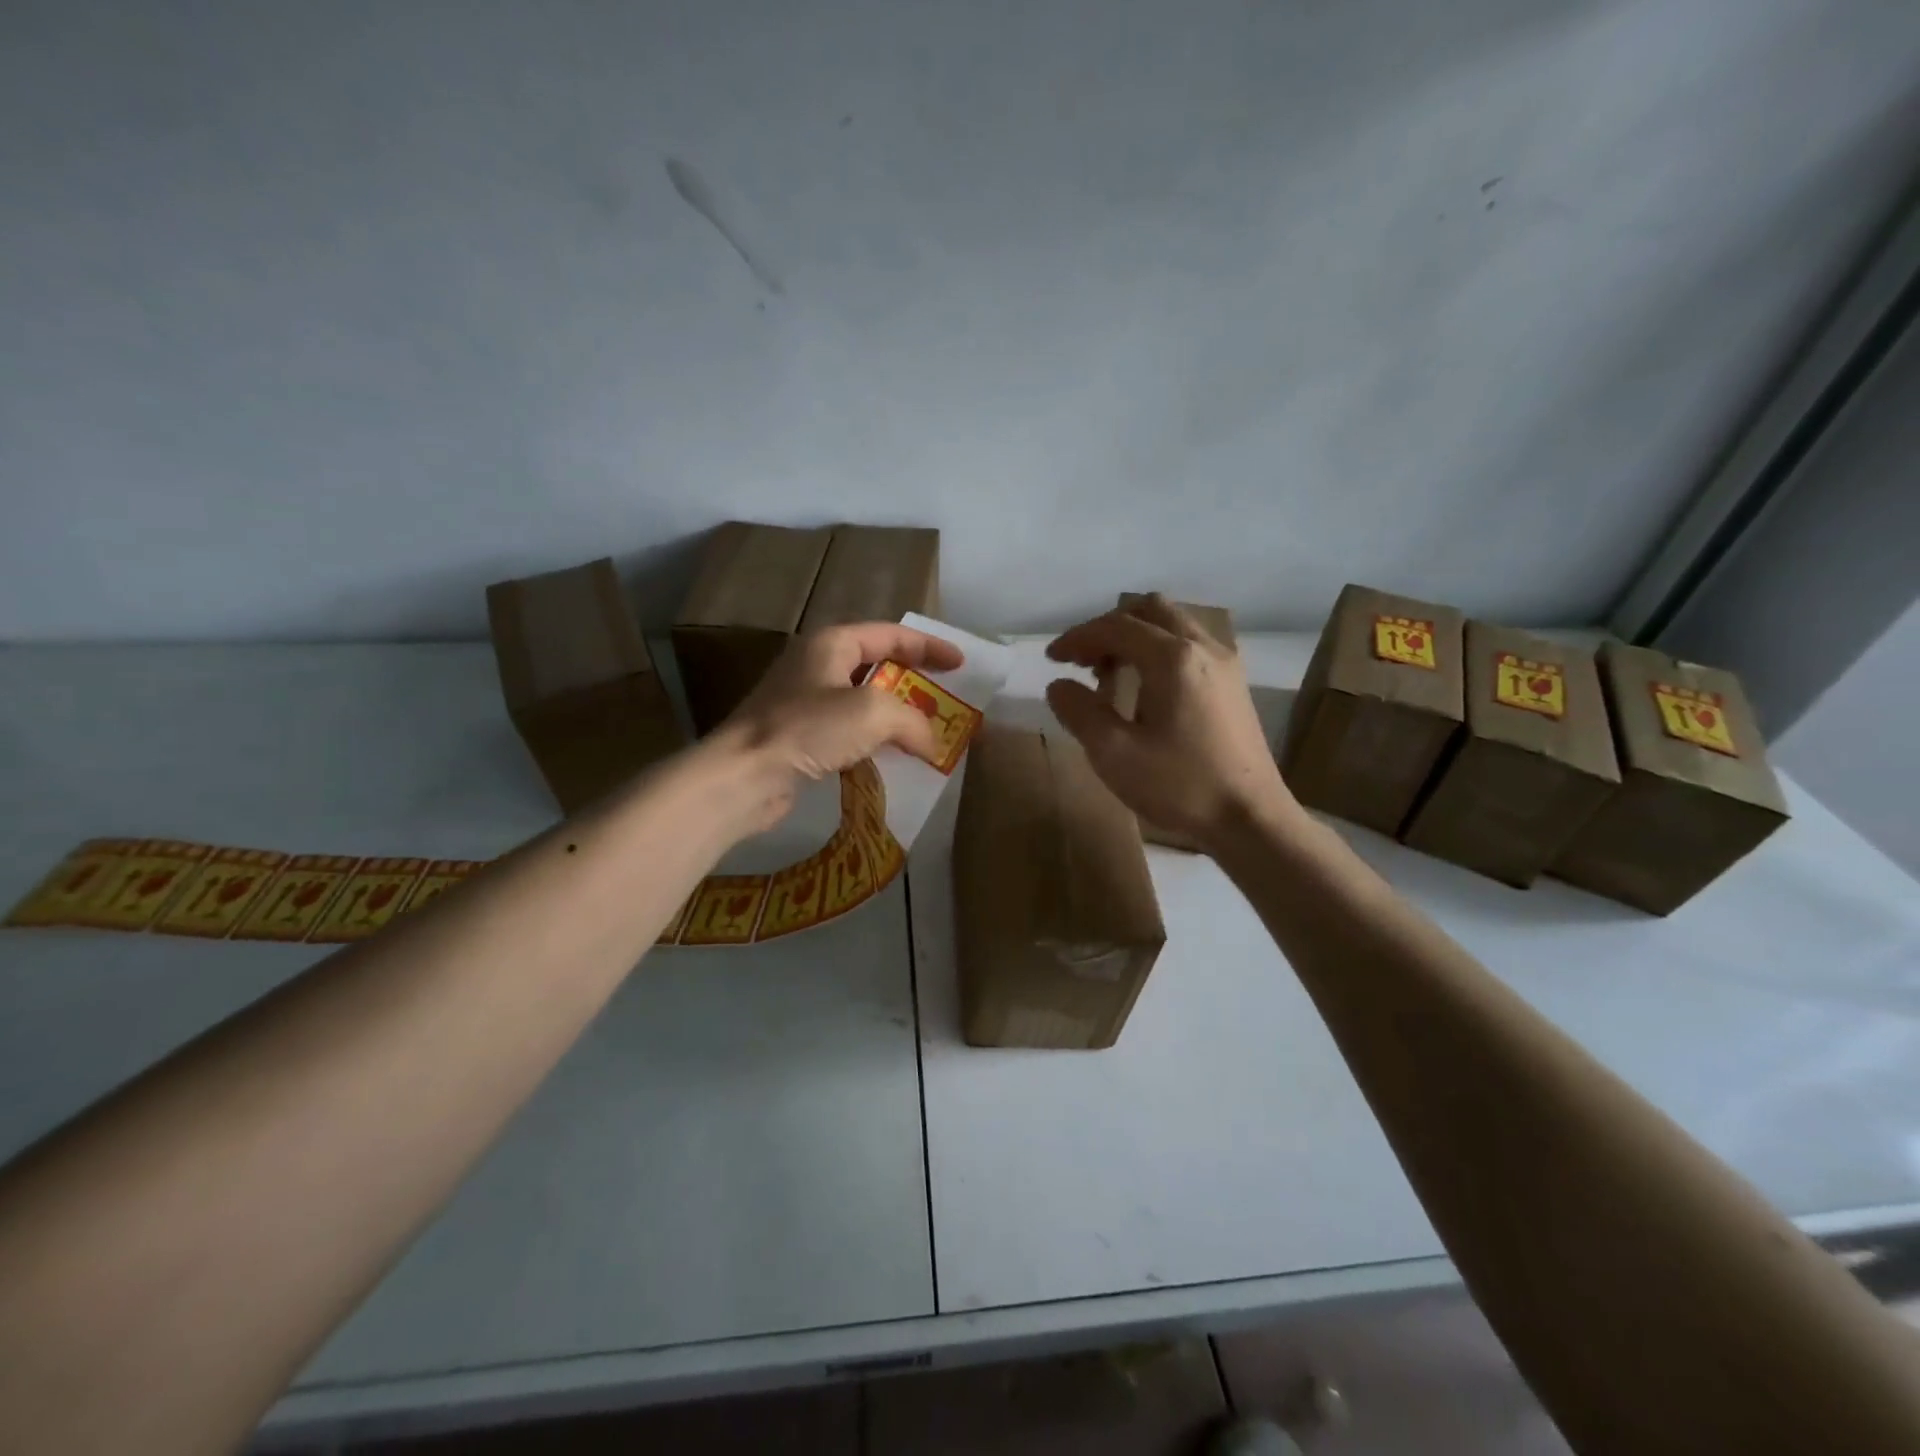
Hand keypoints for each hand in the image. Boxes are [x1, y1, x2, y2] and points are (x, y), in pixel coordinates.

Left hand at [714, 622, 964, 831]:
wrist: (743, 776)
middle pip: (876, 664)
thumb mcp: (872, 713)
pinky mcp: (799, 737)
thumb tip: (931, 743)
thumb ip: (912, 721)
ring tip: (925, 731)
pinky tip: (890, 759)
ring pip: (862, 700)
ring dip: (895, 715)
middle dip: (913, 681)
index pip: (890, 634)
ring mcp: (804, 702)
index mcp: (832, 643)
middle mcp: (816, 665)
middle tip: (944, 698)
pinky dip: (874, 740)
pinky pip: (847, 731)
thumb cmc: (807, 729)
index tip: (960, 664)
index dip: (929, 646)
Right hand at [1044, 594, 1296, 850]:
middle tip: (1084, 660)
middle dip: (1109, 628)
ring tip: (1109, 676)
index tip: (1052, 659)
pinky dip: (1159, 652)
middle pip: (1150, 611)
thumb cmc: (1180, 786)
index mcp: (1173, 658)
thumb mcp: (1114, 754)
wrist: (1251, 819)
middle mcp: (1203, 648)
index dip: (1078, 638)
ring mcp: (1225, 664)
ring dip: (1136, 638)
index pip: (1116, 627)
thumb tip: (1059, 686)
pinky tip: (1145, 690)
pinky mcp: (1234, 685)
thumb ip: (1080, 712)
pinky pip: (1190, 646)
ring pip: (1173, 625)